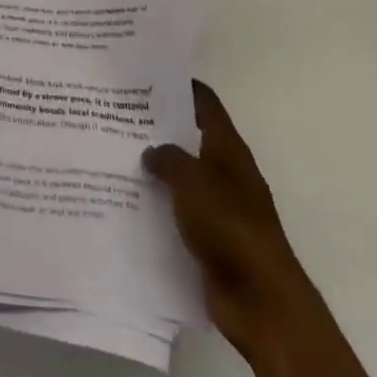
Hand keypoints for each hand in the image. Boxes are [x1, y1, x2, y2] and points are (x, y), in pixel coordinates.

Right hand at [144, 79, 315, 356]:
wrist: (261, 301)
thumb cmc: (229, 227)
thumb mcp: (192, 181)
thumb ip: (167, 158)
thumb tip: (151, 152)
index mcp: (228, 149)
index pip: (205, 103)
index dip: (180, 86)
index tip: (145, 75)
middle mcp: (226, 172)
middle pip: (190, 138)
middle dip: (159, 127)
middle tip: (118, 114)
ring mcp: (220, 207)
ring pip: (182, 176)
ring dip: (156, 168)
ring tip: (115, 155)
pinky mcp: (210, 239)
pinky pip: (179, 212)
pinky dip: (159, 205)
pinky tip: (127, 201)